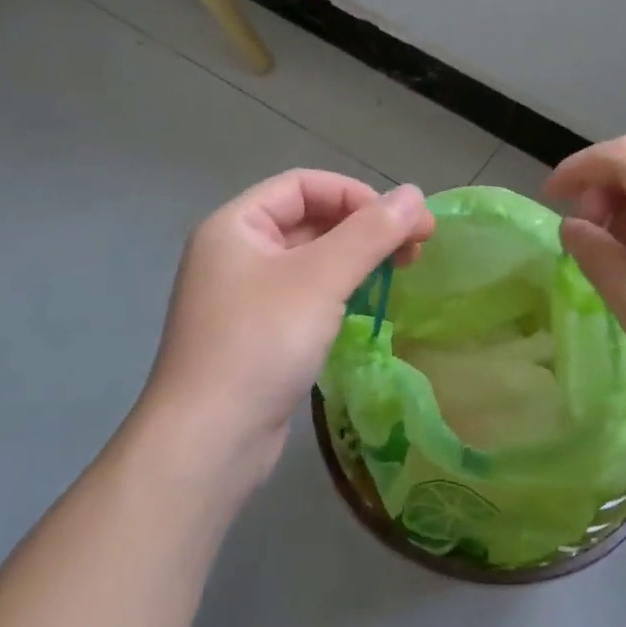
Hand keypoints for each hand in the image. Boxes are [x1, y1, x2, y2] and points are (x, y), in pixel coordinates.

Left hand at [136, 170, 433, 494]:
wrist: (209, 441)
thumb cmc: (262, 343)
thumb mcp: (322, 279)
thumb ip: (370, 233)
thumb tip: (416, 194)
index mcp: (236, 226)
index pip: (302, 185)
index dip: (356, 194)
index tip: (402, 221)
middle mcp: (235, 253)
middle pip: (308, 219)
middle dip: (363, 227)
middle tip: (416, 249)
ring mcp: (243, 296)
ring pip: (309, 259)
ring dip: (356, 258)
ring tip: (401, 272)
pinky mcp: (256, 334)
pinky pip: (304, 294)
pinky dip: (339, 290)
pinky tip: (367, 304)